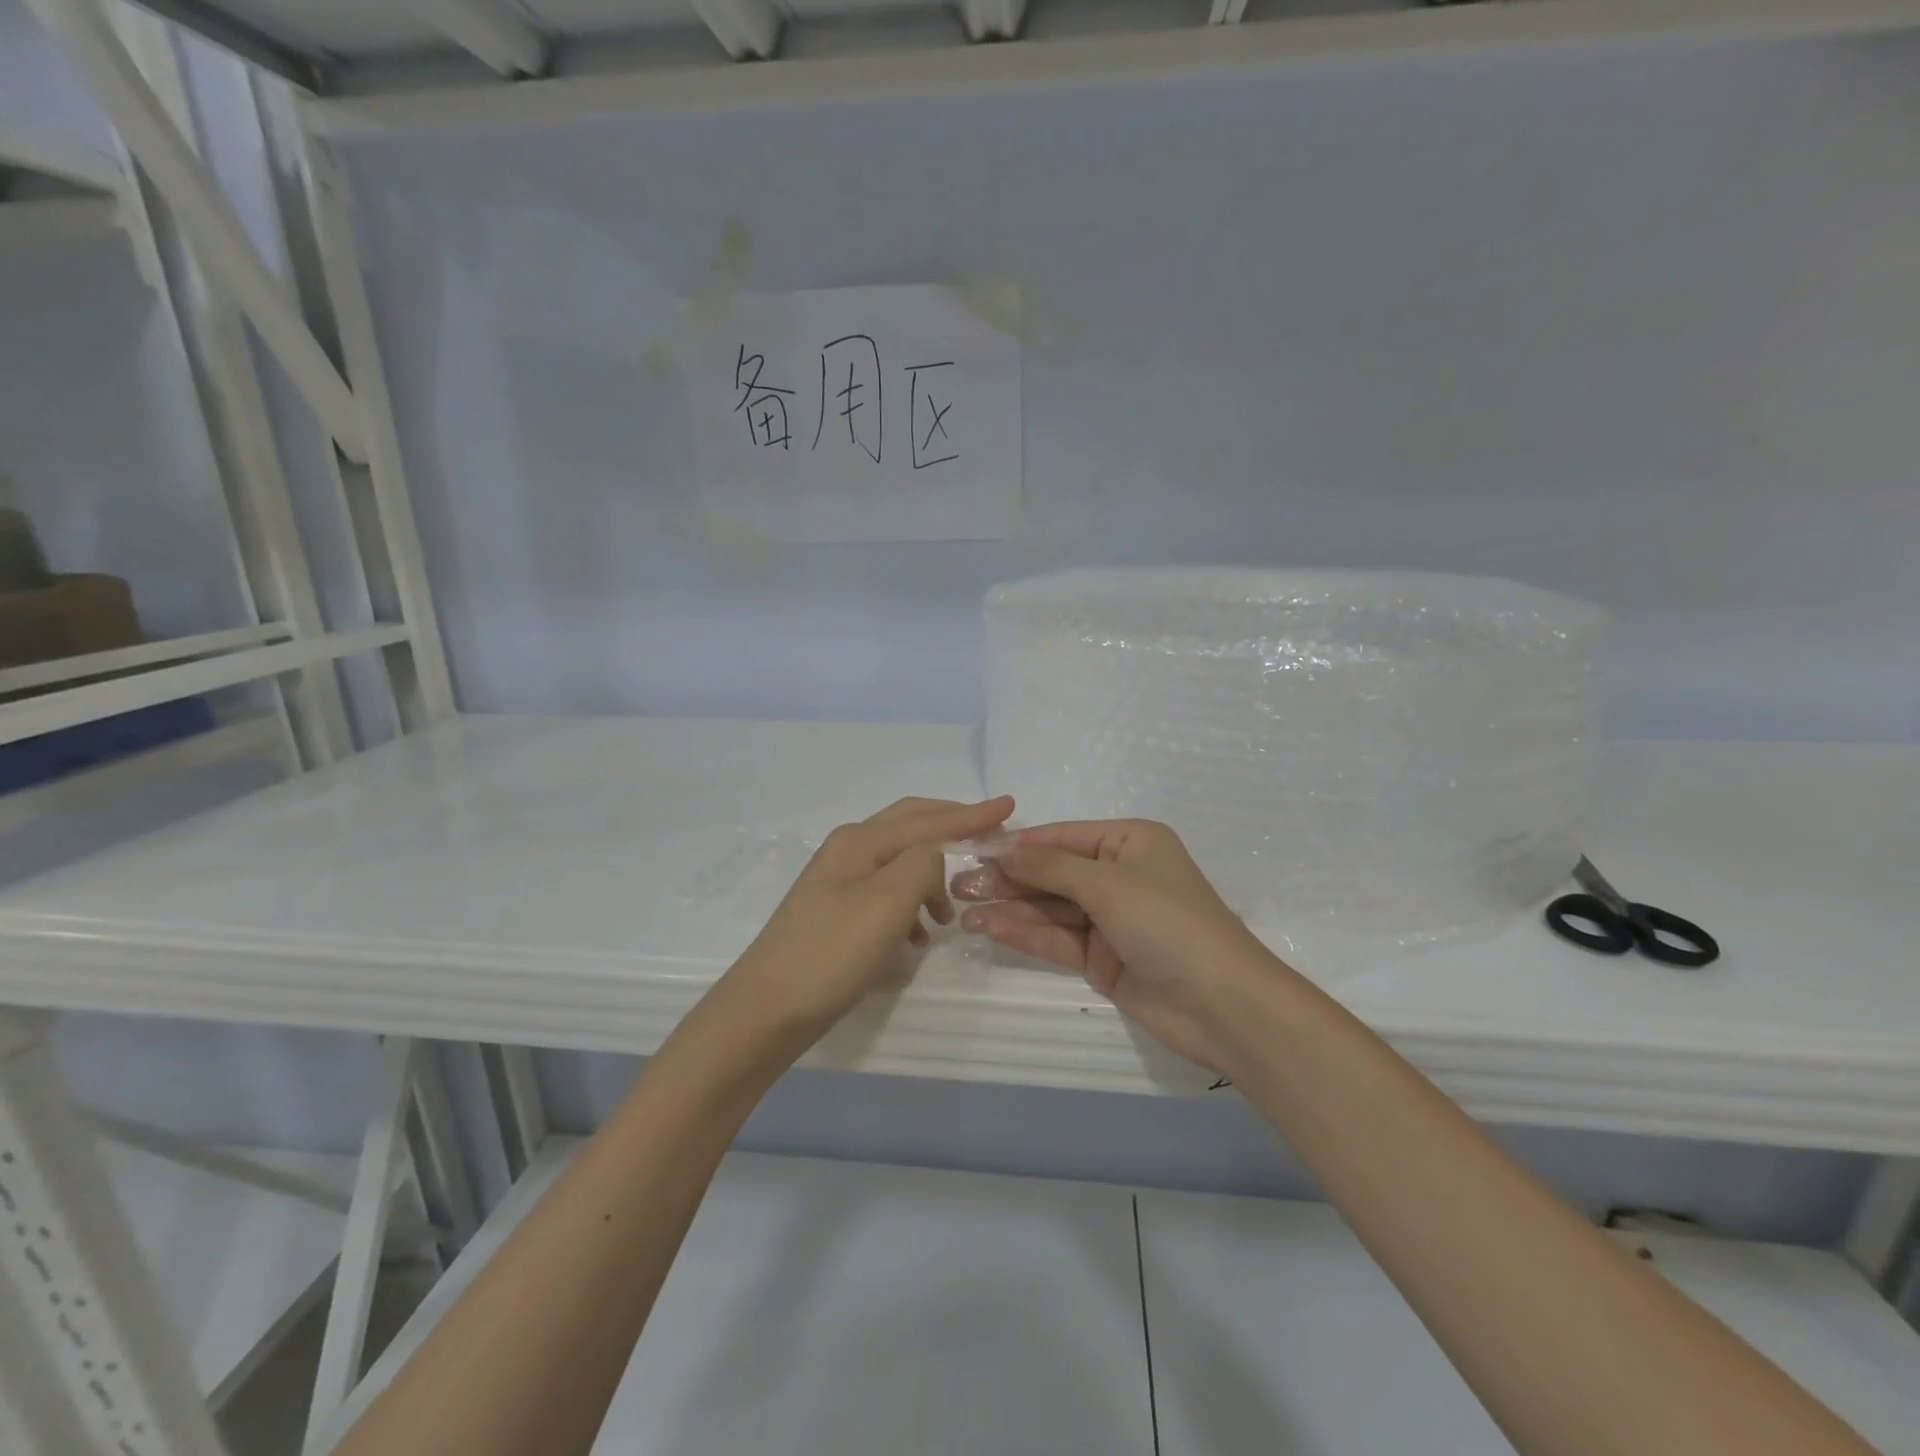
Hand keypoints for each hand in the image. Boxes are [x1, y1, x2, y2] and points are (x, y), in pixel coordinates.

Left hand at [724, 795, 1015, 1043]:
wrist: (766, 1010)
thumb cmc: (831, 953)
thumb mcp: (888, 902)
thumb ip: (922, 864)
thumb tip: (935, 858)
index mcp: (861, 841)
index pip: (928, 819)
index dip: (971, 814)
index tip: (1010, 805)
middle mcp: (848, 850)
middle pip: (911, 826)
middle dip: (952, 827)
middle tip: (990, 834)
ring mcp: (838, 881)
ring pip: (900, 862)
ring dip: (932, 876)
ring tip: (953, 910)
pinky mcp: (835, 912)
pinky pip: (886, 893)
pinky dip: (911, 904)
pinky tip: (918, 936)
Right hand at [953, 820, 1281, 1073]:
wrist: (1222, 1004)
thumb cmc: (1168, 922)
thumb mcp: (1107, 884)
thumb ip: (1050, 867)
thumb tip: (1002, 850)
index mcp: (1130, 843)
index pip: (1063, 836)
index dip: (1019, 844)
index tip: (973, 848)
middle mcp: (1119, 876)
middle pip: (1052, 873)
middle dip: (1008, 878)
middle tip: (958, 884)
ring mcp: (1110, 920)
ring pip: (1050, 908)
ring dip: (1009, 907)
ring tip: (962, 907)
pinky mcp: (1103, 959)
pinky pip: (1057, 938)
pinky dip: (1025, 933)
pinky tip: (990, 926)